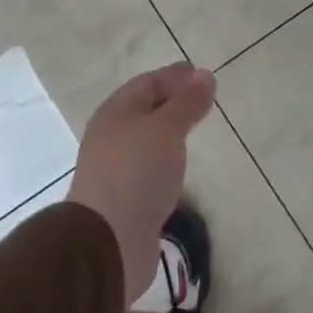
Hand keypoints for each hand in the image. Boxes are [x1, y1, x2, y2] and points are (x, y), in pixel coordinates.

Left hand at [67, 62, 216, 296]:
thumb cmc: (137, 173)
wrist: (108, 240)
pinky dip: (165, 157)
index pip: (148, 83)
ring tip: (193, 128)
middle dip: (172, 100)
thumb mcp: (166, 129)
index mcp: (116, 111)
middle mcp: (112, 135)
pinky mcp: (125, 195)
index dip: (174, 76)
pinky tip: (179, 164)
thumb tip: (205, 75)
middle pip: (145, 108)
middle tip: (202, 97)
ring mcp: (117, 167)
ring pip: (146, 138)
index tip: (200, 72)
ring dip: (168, 130)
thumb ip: (187, 103)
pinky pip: (149, 165)